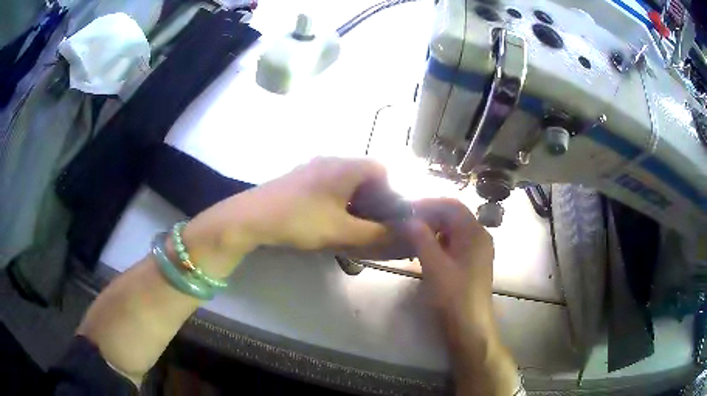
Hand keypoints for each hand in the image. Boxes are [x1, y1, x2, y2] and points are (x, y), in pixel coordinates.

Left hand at [183, 157, 390, 263]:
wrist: (252, 216)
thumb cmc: (301, 220)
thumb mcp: (342, 231)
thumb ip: (376, 233)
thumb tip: (403, 234)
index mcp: (346, 167)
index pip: (381, 169)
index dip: (389, 192)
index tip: (385, 215)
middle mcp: (331, 160)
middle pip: (363, 174)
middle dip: (372, 198)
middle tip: (369, 223)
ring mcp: (312, 166)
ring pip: (345, 179)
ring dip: (353, 199)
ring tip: (349, 223)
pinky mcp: (299, 177)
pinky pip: (328, 183)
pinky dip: (335, 198)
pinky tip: (326, 218)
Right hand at [407, 198, 494, 337]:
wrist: (469, 324)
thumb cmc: (453, 295)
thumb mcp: (434, 265)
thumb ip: (421, 238)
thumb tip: (410, 219)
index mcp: (474, 233)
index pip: (452, 205)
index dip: (429, 203)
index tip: (407, 208)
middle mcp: (480, 237)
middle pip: (454, 216)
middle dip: (431, 215)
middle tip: (407, 222)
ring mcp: (478, 250)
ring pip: (455, 230)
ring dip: (434, 229)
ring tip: (413, 236)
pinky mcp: (473, 262)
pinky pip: (456, 243)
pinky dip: (440, 242)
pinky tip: (426, 251)